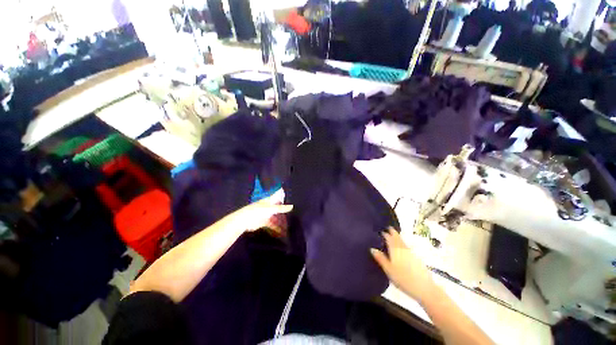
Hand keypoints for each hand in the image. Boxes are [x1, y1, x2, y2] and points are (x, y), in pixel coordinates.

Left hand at [225, 191, 292, 232]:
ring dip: (281, 221)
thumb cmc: (257, 211)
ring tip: (289, 225)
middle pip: (278, 208)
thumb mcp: (270, 208)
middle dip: (284, 212)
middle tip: (294, 215)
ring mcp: (266, 214)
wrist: (244, 221)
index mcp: (269, 201)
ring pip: (276, 217)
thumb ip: (281, 208)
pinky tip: (281, 231)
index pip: (278, 198)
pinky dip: (276, 227)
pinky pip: (272, 224)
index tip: (293, 200)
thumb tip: (292, 206)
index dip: (284, 199)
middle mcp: (268, 207)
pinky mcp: (264, 222)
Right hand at [371, 228, 435, 303]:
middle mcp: (402, 248)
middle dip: (392, 231)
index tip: (379, 230)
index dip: (383, 233)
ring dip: (397, 236)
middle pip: (397, 236)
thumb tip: (372, 248)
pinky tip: (401, 246)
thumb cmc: (403, 278)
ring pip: (402, 240)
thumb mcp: (389, 269)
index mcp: (395, 249)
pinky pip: (406, 245)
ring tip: (393, 234)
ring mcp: (410, 252)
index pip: (388, 237)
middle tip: (387, 227)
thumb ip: (380, 258)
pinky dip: (402, 242)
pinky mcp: (416, 257)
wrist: (424, 288)